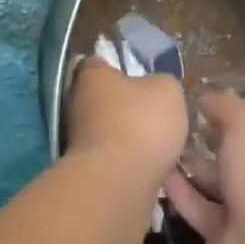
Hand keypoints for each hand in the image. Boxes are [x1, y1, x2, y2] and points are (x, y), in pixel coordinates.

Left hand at [64, 59, 187, 184]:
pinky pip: (112, 157)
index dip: (117, 67)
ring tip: (158, 142)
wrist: (120, 181)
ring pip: (107, 129)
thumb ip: (162, 83)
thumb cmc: (141, 122)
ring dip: (127, 135)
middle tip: (154, 112)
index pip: (97, 63)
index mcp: (91, 76)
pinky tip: (150, 165)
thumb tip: (156, 88)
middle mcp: (77, 103)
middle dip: (125, 105)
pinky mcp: (87, 168)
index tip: (138, 76)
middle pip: (102, 98)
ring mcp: (77, 139)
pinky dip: (128, 160)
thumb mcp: (168, 90)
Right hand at [162, 92, 244, 243]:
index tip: (226, 92)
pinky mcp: (225, 231)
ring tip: (163, 140)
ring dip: (193, 162)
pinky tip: (157, 171)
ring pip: (218, 178)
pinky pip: (199, 206)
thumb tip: (208, 99)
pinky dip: (181, 190)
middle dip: (215, 133)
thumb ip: (225, 104)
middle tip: (182, 116)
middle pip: (244, 147)